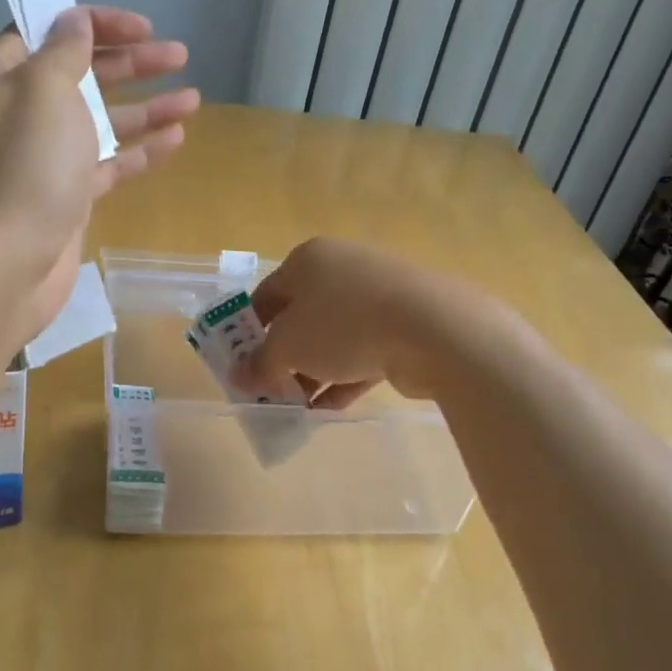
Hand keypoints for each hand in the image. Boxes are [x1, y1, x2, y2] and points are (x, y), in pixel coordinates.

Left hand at [0, 8, 198, 349]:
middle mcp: (19, 113)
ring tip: (192, 99)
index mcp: (0, 78)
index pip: (47, 32)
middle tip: (179, 55)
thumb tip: (73, 21)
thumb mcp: (43, 91)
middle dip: (131, 63)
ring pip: (100, 122)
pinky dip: (139, 152)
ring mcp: (43, 159)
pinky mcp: (65, 197)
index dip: (94, 23)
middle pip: (81, 75)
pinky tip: (175, 141)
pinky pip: (106, 164)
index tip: (141, 28)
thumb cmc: (21, 168)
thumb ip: (64, 52)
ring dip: (145, 109)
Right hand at [233, 238, 471, 409]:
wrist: (433, 329)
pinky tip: (327, 410)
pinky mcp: (403, 324)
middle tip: (270, 391)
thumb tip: (237, 378)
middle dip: (283, 357)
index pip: (266, 295)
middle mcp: (341, 269)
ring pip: (333, 337)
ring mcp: (377, 295)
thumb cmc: (345, 325)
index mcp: (308, 261)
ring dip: (312, 372)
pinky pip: (363, 351)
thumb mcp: (289, 347)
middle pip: (301, 317)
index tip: (243, 367)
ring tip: (297, 408)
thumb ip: (261, 363)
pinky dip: (344, 378)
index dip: (248, 332)